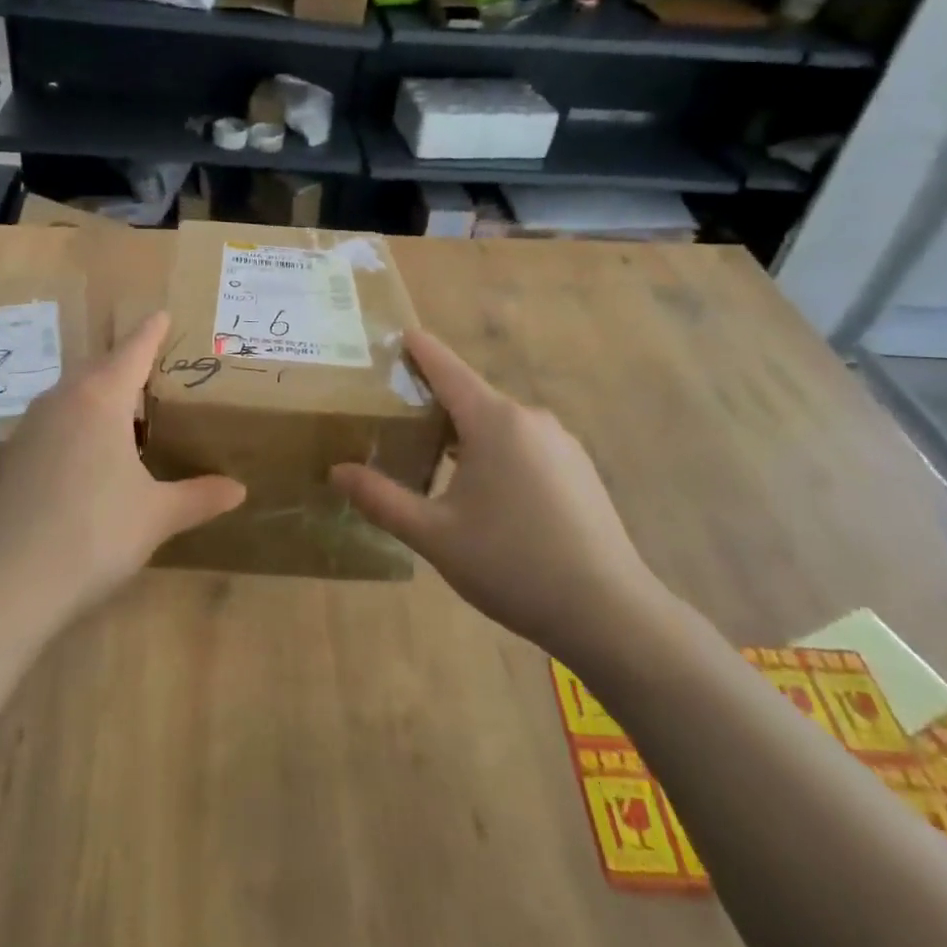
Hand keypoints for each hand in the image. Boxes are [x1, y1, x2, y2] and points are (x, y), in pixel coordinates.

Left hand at [0, 312, 244, 623]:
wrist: (7, 581)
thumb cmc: (95, 533)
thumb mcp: (156, 515)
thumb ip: (199, 496)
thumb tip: (239, 490)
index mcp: (101, 398)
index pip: (132, 351)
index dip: (151, 332)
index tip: (163, 314)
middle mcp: (63, 400)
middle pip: (99, 366)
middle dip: (126, 362)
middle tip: (156, 367)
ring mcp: (33, 426)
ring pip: (74, 392)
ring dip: (101, 392)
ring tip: (129, 410)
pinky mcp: (15, 455)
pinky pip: (57, 418)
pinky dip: (80, 419)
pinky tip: (93, 451)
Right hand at [330, 330, 671, 665]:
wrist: (609, 613)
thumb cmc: (512, 564)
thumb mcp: (434, 535)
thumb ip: (381, 499)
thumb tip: (336, 471)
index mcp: (494, 421)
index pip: (447, 368)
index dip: (419, 349)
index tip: (398, 334)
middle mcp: (530, 419)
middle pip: (471, 396)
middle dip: (434, 402)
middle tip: (394, 418)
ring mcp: (561, 443)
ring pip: (499, 423)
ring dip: (465, 432)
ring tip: (432, 459)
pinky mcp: (579, 469)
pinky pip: (524, 444)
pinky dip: (495, 451)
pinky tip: (485, 493)